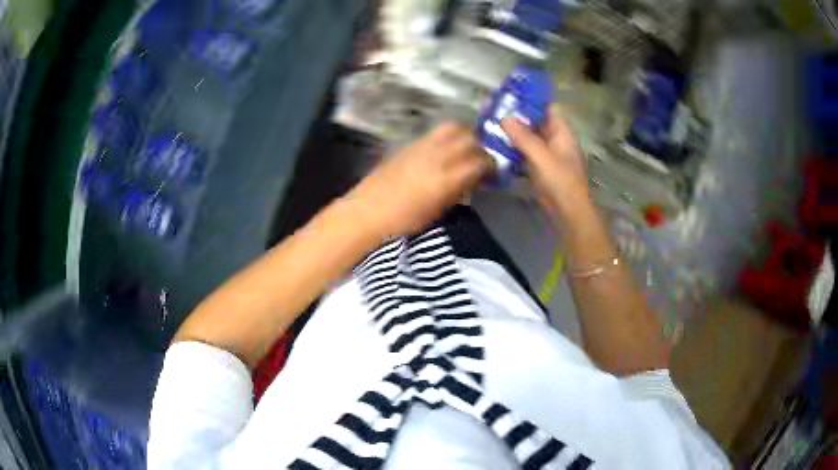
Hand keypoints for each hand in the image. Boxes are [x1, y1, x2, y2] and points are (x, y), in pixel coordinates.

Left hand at [345, 122, 490, 238]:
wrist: (368, 211)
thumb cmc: (403, 221)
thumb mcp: (438, 210)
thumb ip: (459, 190)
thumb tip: (474, 180)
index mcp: (447, 177)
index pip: (481, 160)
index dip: (492, 165)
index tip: (495, 173)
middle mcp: (438, 155)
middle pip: (470, 137)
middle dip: (482, 146)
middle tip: (482, 159)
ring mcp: (422, 145)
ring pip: (453, 127)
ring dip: (466, 134)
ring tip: (466, 148)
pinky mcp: (410, 144)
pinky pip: (436, 132)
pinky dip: (449, 136)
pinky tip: (446, 150)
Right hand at [501, 106, 590, 222]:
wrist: (568, 211)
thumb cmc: (560, 180)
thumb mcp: (541, 156)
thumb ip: (523, 137)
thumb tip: (504, 117)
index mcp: (562, 132)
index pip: (547, 108)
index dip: (531, 100)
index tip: (510, 94)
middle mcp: (556, 139)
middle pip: (536, 122)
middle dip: (517, 116)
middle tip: (494, 109)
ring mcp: (548, 154)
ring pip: (529, 138)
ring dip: (514, 133)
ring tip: (491, 125)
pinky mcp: (541, 168)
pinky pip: (526, 153)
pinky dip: (514, 149)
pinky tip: (497, 147)